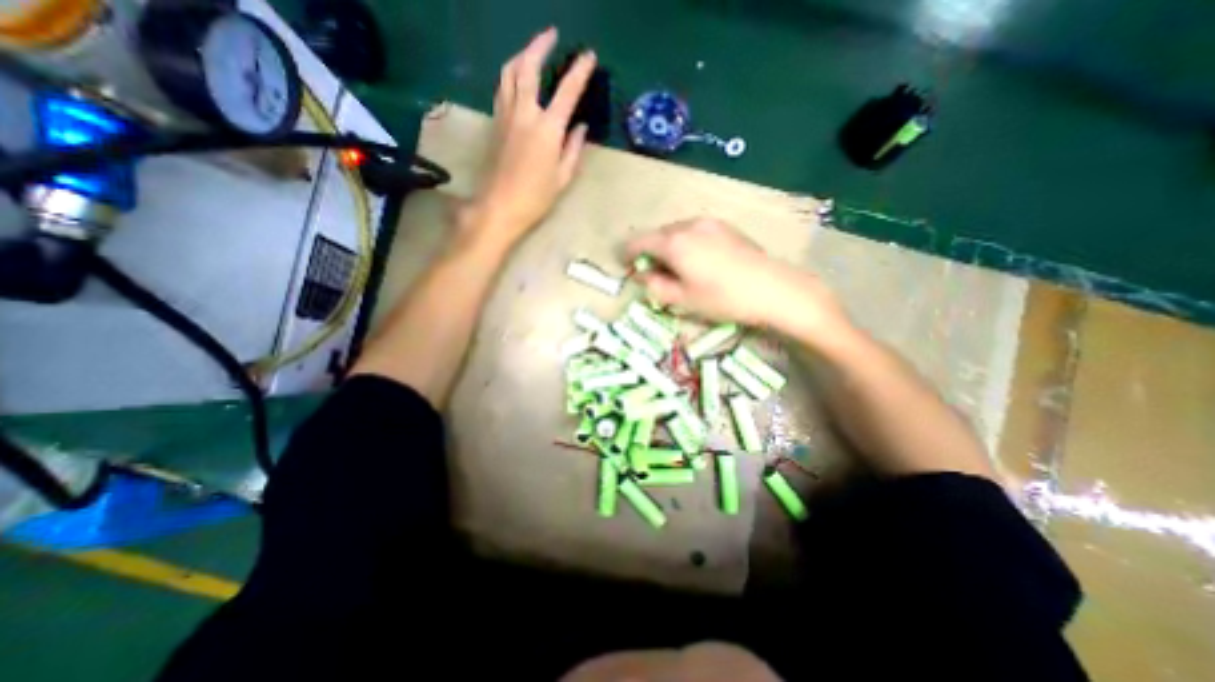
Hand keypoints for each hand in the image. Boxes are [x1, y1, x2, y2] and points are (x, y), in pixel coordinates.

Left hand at [460, 28, 595, 249]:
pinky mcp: (495, 123)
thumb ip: (573, 149)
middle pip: (528, 67)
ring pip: (509, 73)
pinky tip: (517, 80)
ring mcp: (505, 115)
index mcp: (547, 129)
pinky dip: (511, 75)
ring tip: (533, 51)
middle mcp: (524, 113)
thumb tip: (580, 127)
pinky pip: (502, 89)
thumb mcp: (563, 177)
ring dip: (522, 55)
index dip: (579, 71)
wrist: (499, 206)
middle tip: (552, 35)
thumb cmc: (536, 197)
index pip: (566, 91)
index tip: (588, 56)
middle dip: (540, 45)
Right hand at [627, 218, 846, 337]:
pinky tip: (698, 261)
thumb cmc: (723, 298)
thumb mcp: (683, 300)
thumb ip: (655, 286)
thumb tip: (642, 276)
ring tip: (677, 269)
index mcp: (674, 243)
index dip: (627, 253)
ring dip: (669, 247)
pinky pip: (695, 231)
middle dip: (650, 251)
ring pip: (677, 232)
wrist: (773, 289)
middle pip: (658, 235)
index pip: (638, 241)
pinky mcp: (725, 226)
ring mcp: (709, 223)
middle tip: (653, 273)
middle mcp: (688, 225)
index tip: (624, 265)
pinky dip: (686, 243)